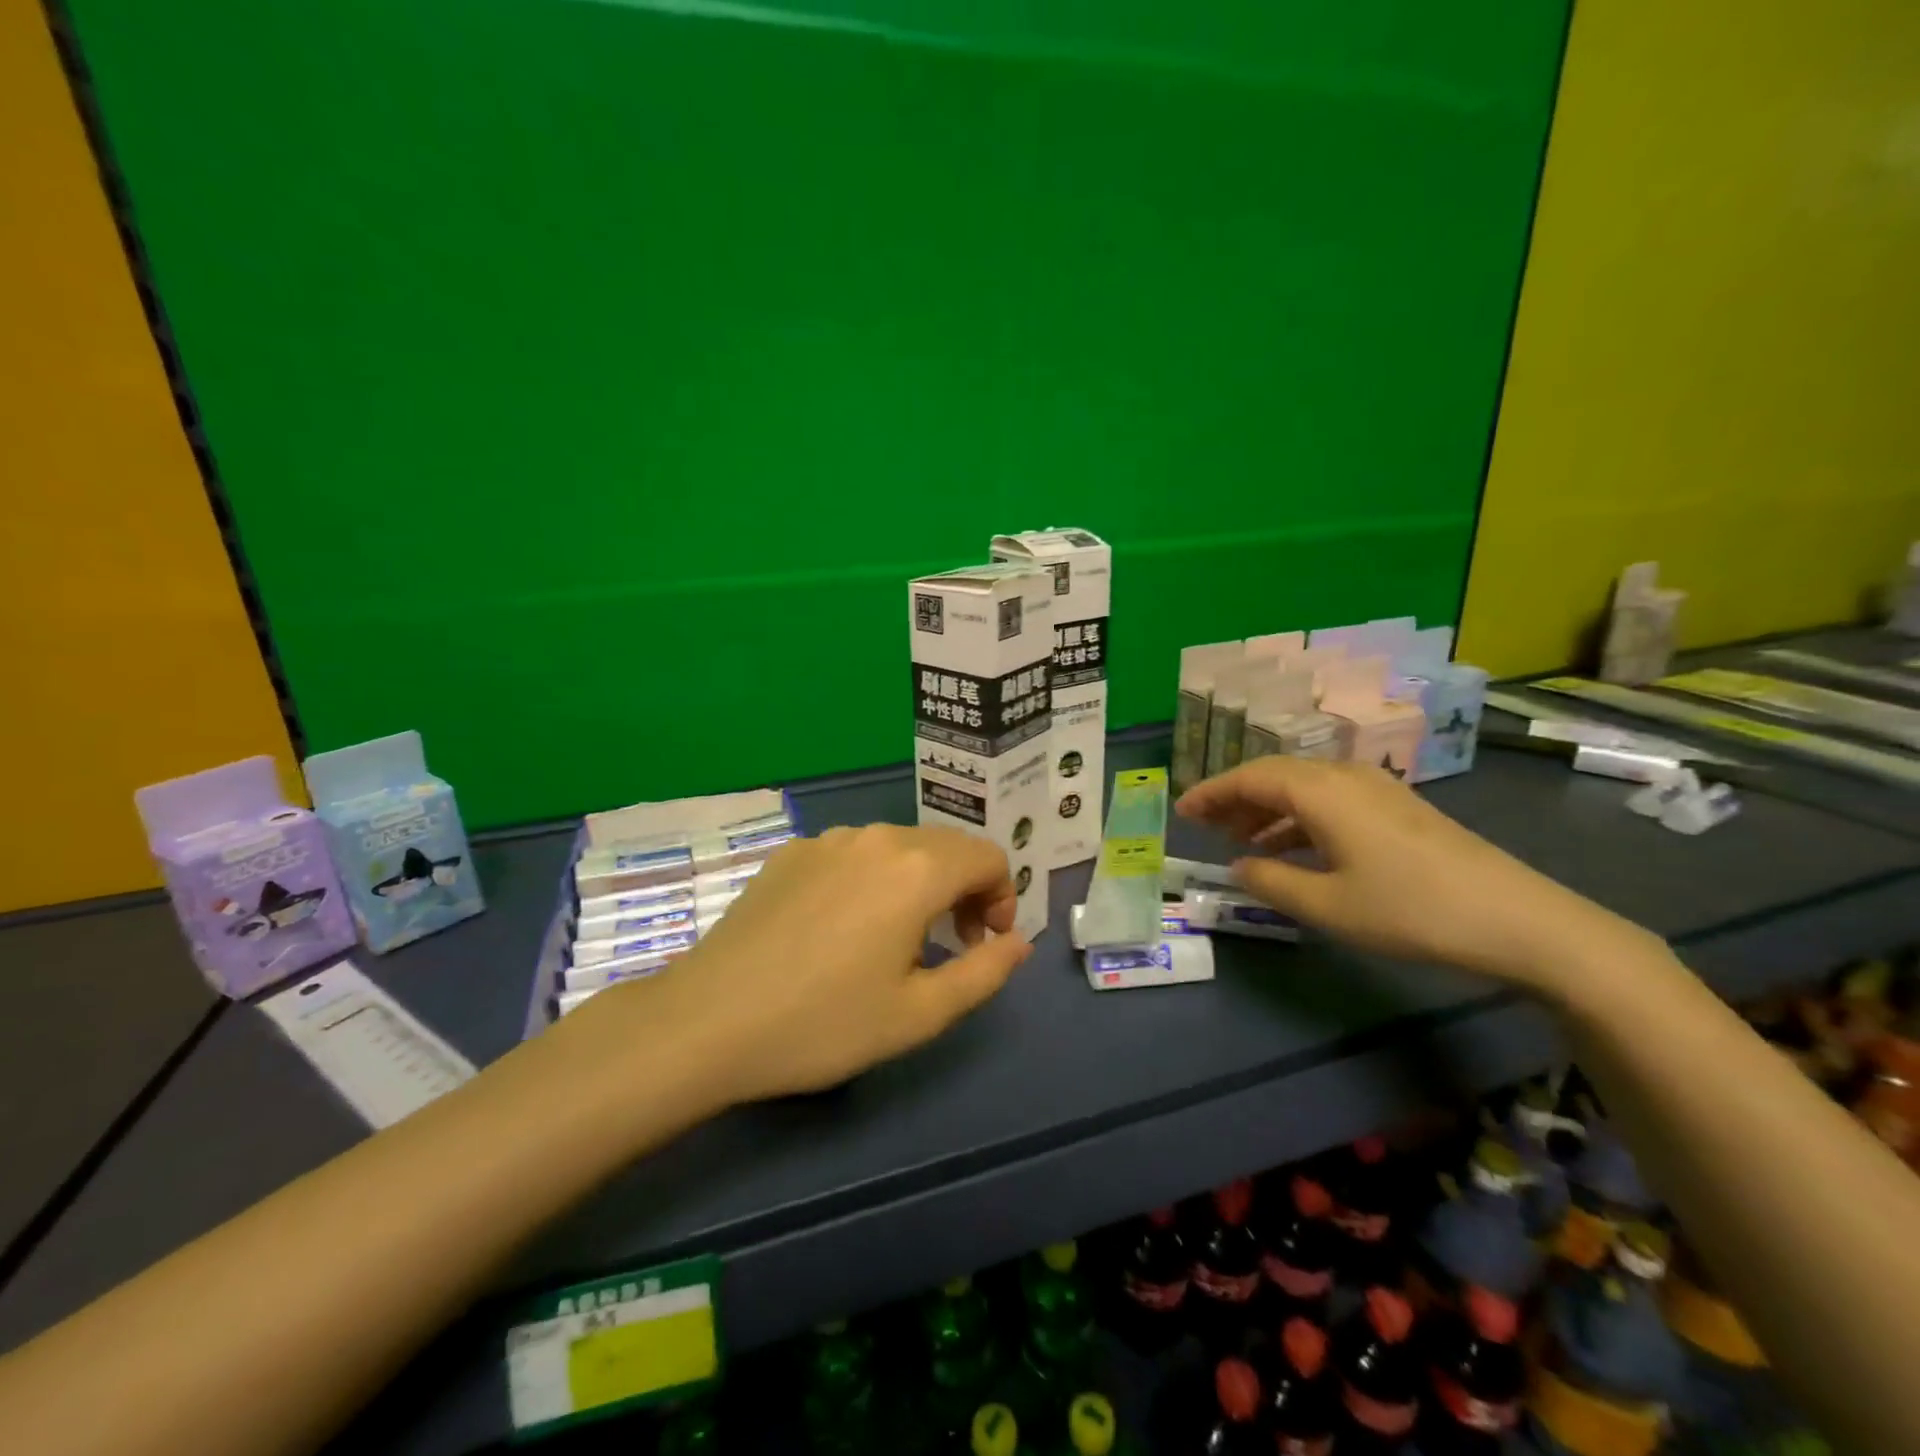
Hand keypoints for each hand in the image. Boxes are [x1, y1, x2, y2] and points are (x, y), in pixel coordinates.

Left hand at [598, 825, 1031, 1101]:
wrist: (708, 1021)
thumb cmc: (824, 1023)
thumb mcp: (919, 1013)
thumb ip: (984, 972)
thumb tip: (1018, 942)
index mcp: (916, 868)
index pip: (988, 856)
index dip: (1001, 897)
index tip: (984, 943)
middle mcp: (876, 837)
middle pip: (946, 846)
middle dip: (964, 889)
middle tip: (952, 944)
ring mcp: (827, 840)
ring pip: (899, 846)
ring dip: (919, 882)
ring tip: (898, 938)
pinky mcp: (790, 852)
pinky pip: (853, 854)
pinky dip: (873, 879)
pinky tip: (843, 927)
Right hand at [1176, 758, 1657, 991]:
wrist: (1520, 920)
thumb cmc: (1411, 910)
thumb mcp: (1327, 905)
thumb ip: (1270, 882)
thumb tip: (1237, 866)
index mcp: (1321, 791)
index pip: (1249, 777)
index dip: (1211, 793)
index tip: (1181, 813)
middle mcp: (1345, 776)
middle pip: (1274, 774)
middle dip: (1234, 797)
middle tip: (1204, 825)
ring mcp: (1377, 789)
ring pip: (1303, 786)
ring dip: (1266, 808)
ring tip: (1241, 840)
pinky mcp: (1399, 808)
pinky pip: (1330, 799)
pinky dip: (1299, 817)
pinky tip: (1293, 848)